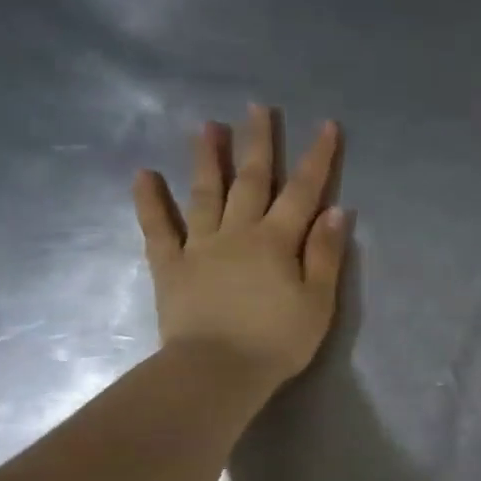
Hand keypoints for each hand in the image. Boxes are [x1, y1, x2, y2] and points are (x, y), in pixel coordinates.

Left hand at [132, 106, 348, 401]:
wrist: (216, 372)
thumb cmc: (277, 341)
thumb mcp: (318, 302)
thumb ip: (326, 255)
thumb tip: (337, 211)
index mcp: (278, 241)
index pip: (303, 191)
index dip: (317, 158)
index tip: (326, 126)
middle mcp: (239, 232)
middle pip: (252, 180)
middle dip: (259, 142)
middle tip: (258, 107)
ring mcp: (200, 246)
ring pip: (205, 193)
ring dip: (208, 158)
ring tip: (207, 126)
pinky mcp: (170, 267)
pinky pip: (158, 228)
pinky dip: (150, 201)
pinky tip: (143, 175)